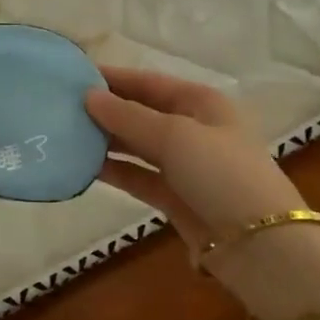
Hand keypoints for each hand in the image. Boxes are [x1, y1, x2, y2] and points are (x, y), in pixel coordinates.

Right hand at [84, 66, 303, 261]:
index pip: (149, 82)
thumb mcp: (175, 136)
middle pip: (141, 112)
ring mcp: (184, 164)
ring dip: (106, 140)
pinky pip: (138, 175)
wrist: (259, 244)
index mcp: (201, 103)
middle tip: (60, 107)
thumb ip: (128, 116)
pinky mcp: (175, 196)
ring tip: (65, 134)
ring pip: (137, 145)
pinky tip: (84, 166)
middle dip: (106, 109)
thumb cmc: (222, 174)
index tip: (72, 75)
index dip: (113, 78)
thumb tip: (88, 96)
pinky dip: (115, 170)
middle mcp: (193, 128)